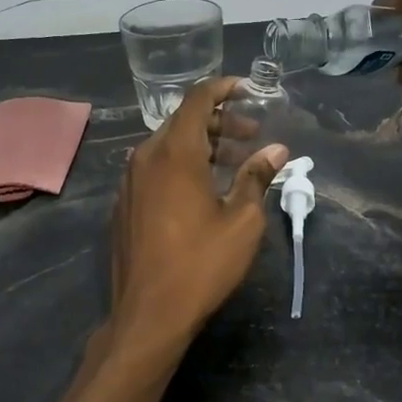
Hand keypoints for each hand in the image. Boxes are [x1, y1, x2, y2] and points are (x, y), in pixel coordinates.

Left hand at [106, 76, 287, 357]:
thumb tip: (277, 150)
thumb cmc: (201, 264)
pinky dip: (181, 166)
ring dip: (202, 146)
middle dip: (219, 122)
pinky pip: (154, 169)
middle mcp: (146, 157)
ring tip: (234, 163)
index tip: (247, 89)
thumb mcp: (242, 221)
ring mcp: (130, 182)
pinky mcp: (124, 204)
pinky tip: (202, 190)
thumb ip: (258, 177)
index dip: (223, 88)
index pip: (197, 100)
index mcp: (175, 153)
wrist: (148, 313)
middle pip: (183, 122)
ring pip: (167, 146)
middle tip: (252, 135)